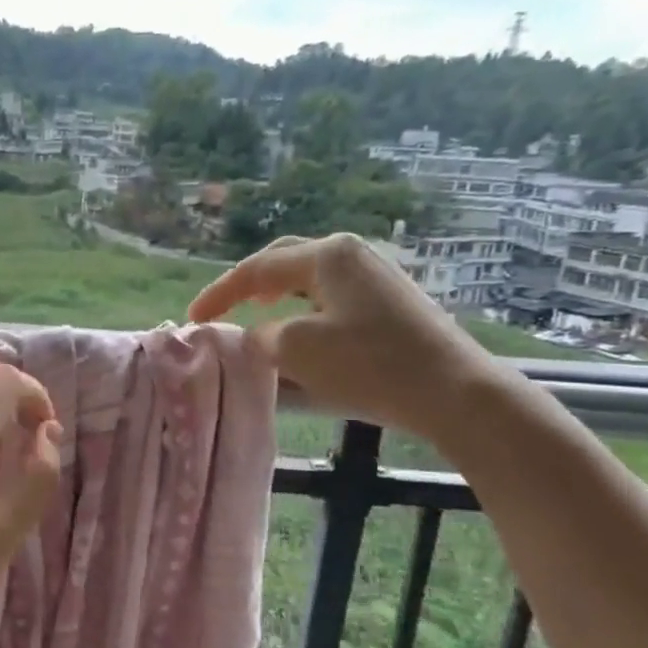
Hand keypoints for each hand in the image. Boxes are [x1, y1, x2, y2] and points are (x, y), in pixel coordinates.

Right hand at [187, 232, 507, 446]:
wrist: (453, 392)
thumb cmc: (368, 364)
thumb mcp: (297, 350)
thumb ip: (263, 336)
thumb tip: (258, 335)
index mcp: (327, 256)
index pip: (257, 268)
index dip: (220, 293)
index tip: (193, 317)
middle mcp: (353, 256)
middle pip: (286, 262)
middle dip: (250, 284)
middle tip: (224, 308)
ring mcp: (377, 278)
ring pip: (310, 281)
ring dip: (278, 298)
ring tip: (257, 316)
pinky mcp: (392, 304)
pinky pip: (333, 299)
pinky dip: (304, 312)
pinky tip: (302, 334)